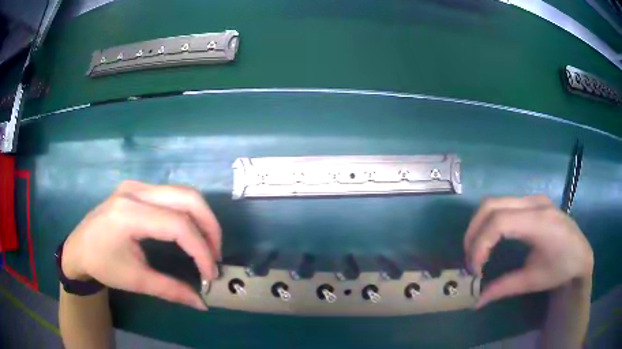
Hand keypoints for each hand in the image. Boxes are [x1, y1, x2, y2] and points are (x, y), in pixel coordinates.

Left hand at [61, 181, 221, 309]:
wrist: (78, 247)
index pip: (177, 225)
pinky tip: (189, 232)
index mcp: (128, 214)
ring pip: (183, 192)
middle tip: (216, 254)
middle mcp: (135, 191)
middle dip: (210, 227)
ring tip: (206, 245)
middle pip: (187, 197)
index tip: (211, 274)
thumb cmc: (102, 264)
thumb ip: (171, 290)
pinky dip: (189, 212)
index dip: (201, 250)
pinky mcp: (138, 188)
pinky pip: (173, 194)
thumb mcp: (135, 280)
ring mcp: (136, 185)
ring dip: (202, 218)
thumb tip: (202, 303)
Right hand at [464, 196, 593, 308]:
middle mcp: (535, 203)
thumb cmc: (561, 269)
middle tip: (470, 259)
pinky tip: (492, 240)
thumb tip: (476, 302)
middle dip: (473, 232)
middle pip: (491, 206)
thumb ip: (503, 288)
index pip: (499, 222)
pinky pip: (503, 205)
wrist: (581, 255)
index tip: (475, 270)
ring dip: (479, 225)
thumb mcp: (533, 281)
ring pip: (495, 202)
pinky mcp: (532, 202)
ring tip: (477, 250)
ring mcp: (534, 199)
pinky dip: (490, 221)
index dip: (480, 244)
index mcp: (539, 222)